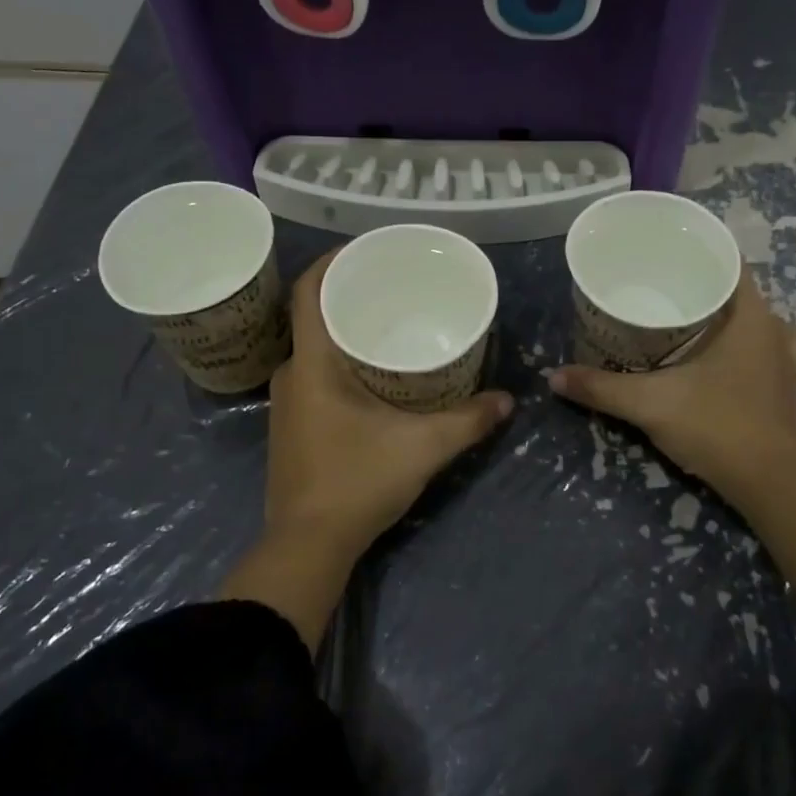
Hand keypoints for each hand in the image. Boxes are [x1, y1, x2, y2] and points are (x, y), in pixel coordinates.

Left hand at [266, 250, 513, 559]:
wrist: (308, 545)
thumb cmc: (357, 482)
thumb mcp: (422, 447)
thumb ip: (468, 420)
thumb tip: (508, 400)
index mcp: (312, 364)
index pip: (309, 291)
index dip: (333, 260)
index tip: (367, 249)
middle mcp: (292, 374)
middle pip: (315, 316)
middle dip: (352, 296)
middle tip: (396, 287)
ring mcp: (287, 403)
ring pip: (316, 349)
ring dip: (348, 332)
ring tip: (392, 325)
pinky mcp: (293, 427)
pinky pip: (316, 375)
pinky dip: (343, 362)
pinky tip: (377, 374)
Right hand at [548, 271, 795, 507]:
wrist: (770, 484)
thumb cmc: (717, 426)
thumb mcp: (650, 404)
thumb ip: (601, 388)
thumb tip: (554, 376)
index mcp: (752, 318)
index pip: (732, 263)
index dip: (701, 253)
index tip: (666, 257)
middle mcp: (776, 331)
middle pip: (744, 292)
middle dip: (708, 287)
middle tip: (665, 291)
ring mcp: (787, 362)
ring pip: (767, 324)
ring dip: (740, 320)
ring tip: (703, 324)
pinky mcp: (787, 390)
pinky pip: (776, 353)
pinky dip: (757, 351)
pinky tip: (734, 362)